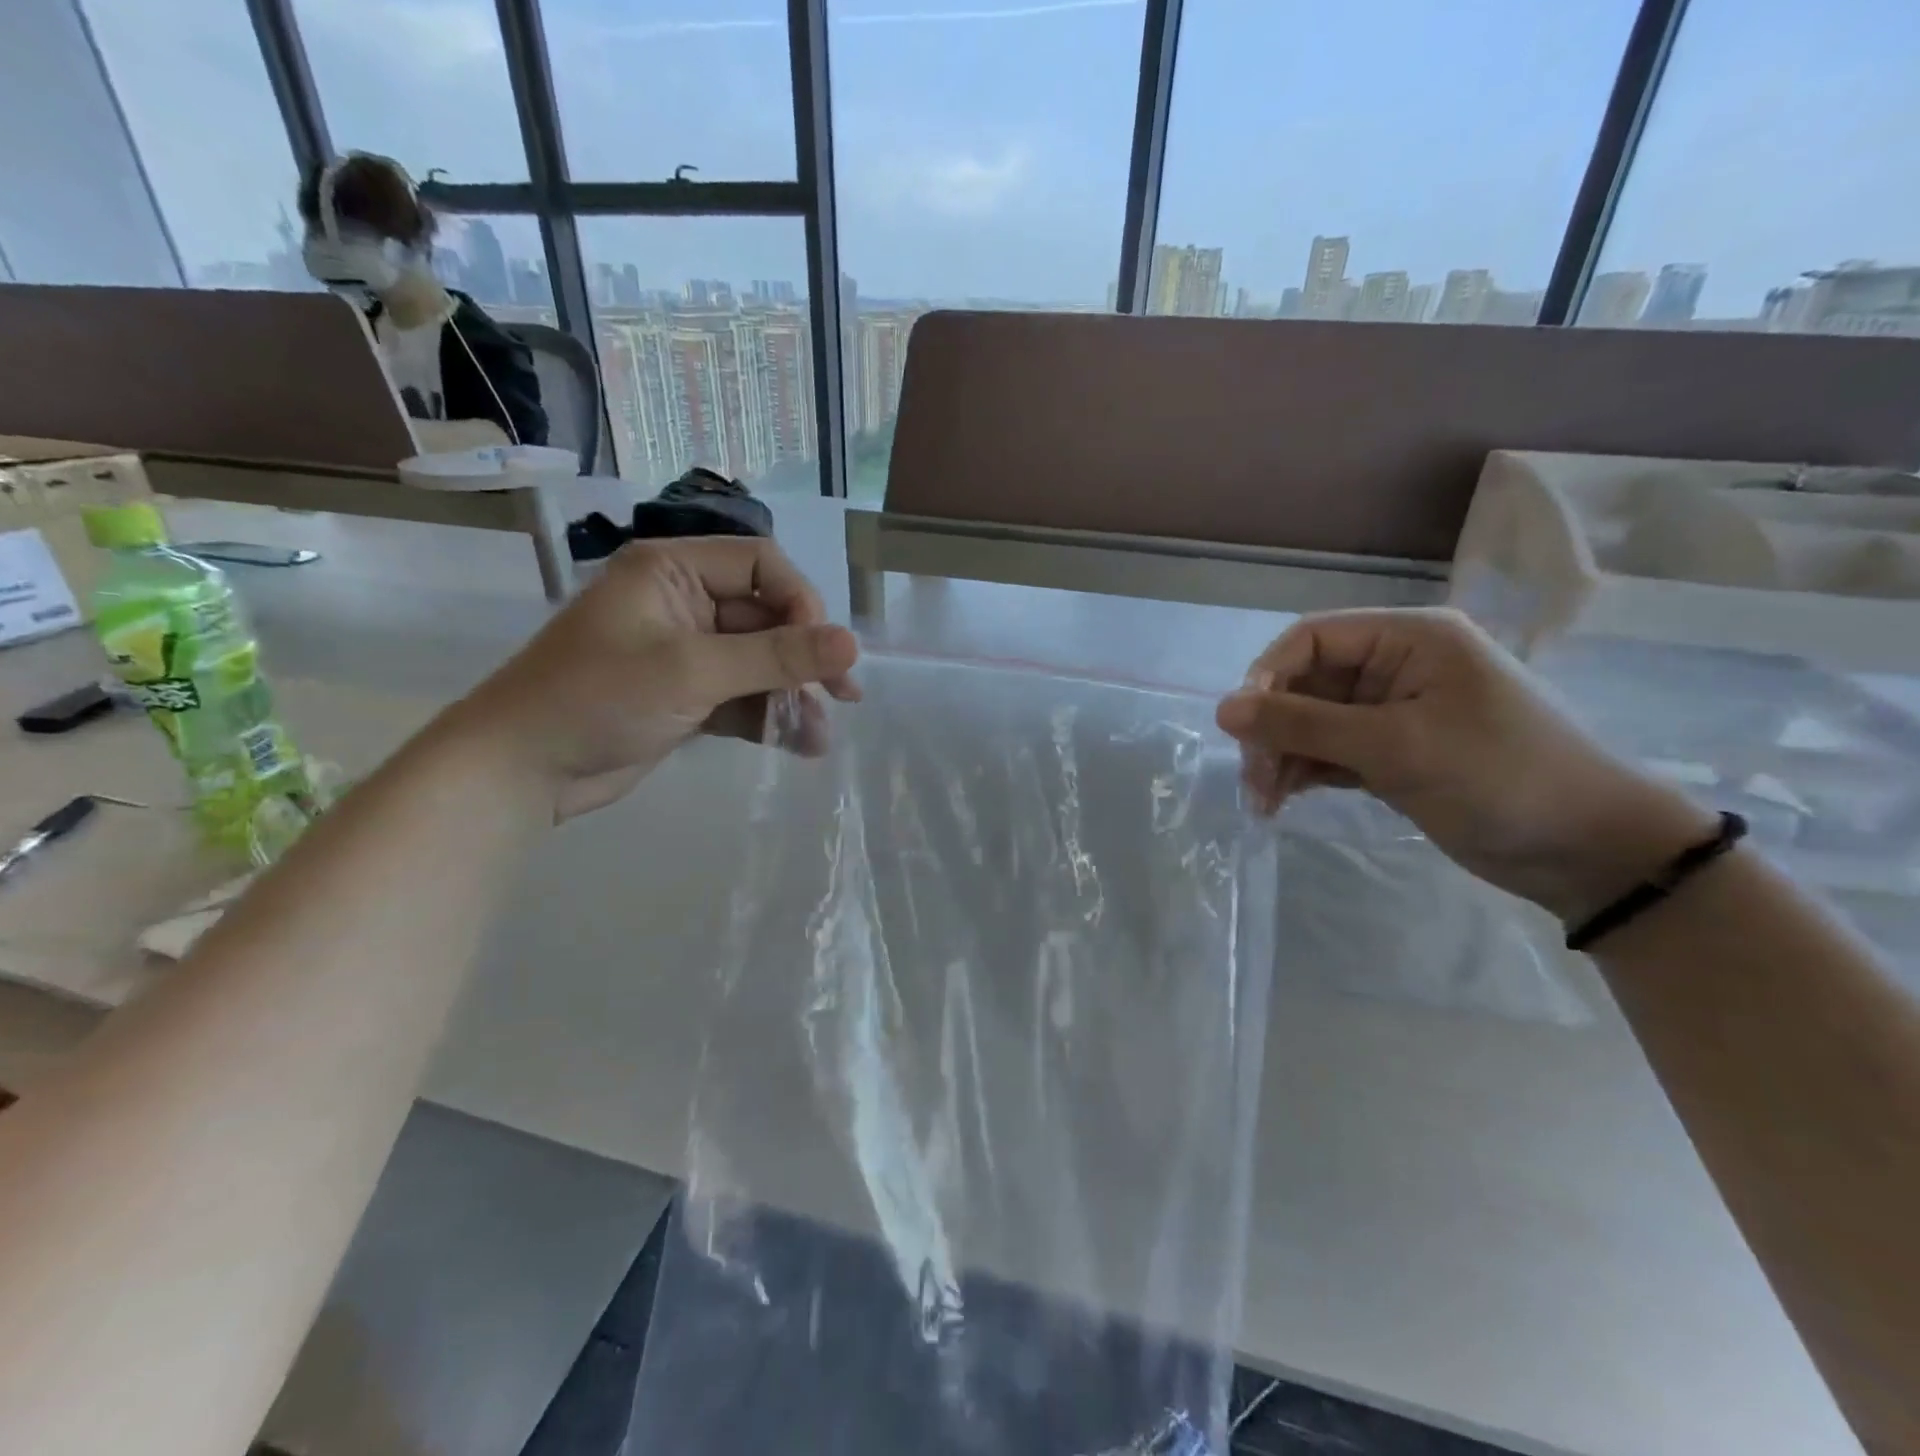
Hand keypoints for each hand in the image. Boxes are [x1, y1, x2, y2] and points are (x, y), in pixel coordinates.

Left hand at [442, 537, 858, 821]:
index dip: (800, 603)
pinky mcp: (684, 695)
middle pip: (765, 617)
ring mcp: (684, 652)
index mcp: (672, 571)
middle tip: (843, 694)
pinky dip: (768, 717)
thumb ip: (776, 657)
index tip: (822, 651)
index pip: (761, 565)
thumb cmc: (598, 699)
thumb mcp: (693, 672)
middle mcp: (682, 602)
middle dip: (802, 658)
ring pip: (757, 662)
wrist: (521, 770)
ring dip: (791, 694)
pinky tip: (799, 745)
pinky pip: (741, 695)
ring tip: (820, 732)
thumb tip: (852, 645)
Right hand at [1215, 608, 1716, 923]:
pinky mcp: (1393, 753)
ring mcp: (1394, 713)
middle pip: (1306, 684)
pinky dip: (1304, 772)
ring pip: (1312, 722)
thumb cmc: (1499, 777)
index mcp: (1409, 639)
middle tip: (1254, 780)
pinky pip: (1330, 751)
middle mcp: (1397, 667)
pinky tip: (1284, 800)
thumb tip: (1222, 709)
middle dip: (1273, 729)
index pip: (1311, 639)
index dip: (1267, 677)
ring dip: (1281, 756)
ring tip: (1265, 802)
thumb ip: (1304, 724)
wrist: (1589, 851)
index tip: (1242, 728)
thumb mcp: (1395, 745)